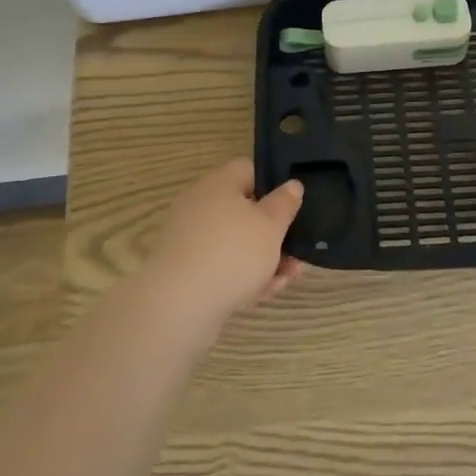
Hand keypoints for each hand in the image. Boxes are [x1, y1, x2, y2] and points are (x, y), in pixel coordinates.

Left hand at [144, 159, 306, 324]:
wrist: (179, 306)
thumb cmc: (233, 254)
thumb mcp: (271, 225)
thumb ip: (285, 203)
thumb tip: (291, 185)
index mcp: (218, 184)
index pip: (247, 170)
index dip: (272, 184)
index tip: (290, 207)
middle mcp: (199, 206)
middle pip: (243, 211)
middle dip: (272, 233)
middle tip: (296, 251)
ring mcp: (189, 239)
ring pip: (234, 244)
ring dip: (262, 259)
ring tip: (287, 279)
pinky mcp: (184, 271)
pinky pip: (219, 267)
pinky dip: (241, 277)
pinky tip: (262, 294)